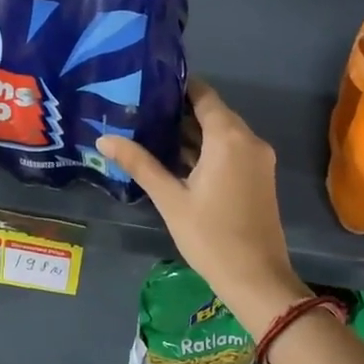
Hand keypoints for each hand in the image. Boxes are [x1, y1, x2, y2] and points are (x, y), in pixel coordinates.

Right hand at [97, 80, 309, 336]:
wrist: (256, 279)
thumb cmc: (211, 237)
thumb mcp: (170, 199)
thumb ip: (140, 164)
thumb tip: (104, 138)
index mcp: (229, 137)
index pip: (204, 95)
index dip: (177, 87)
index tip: (147, 84)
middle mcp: (249, 140)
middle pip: (213, 112)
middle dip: (179, 109)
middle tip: (141, 108)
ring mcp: (258, 159)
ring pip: (222, 132)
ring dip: (192, 131)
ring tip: (151, 129)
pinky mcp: (259, 176)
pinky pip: (231, 149)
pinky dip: (207, 148)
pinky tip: (176, 157)